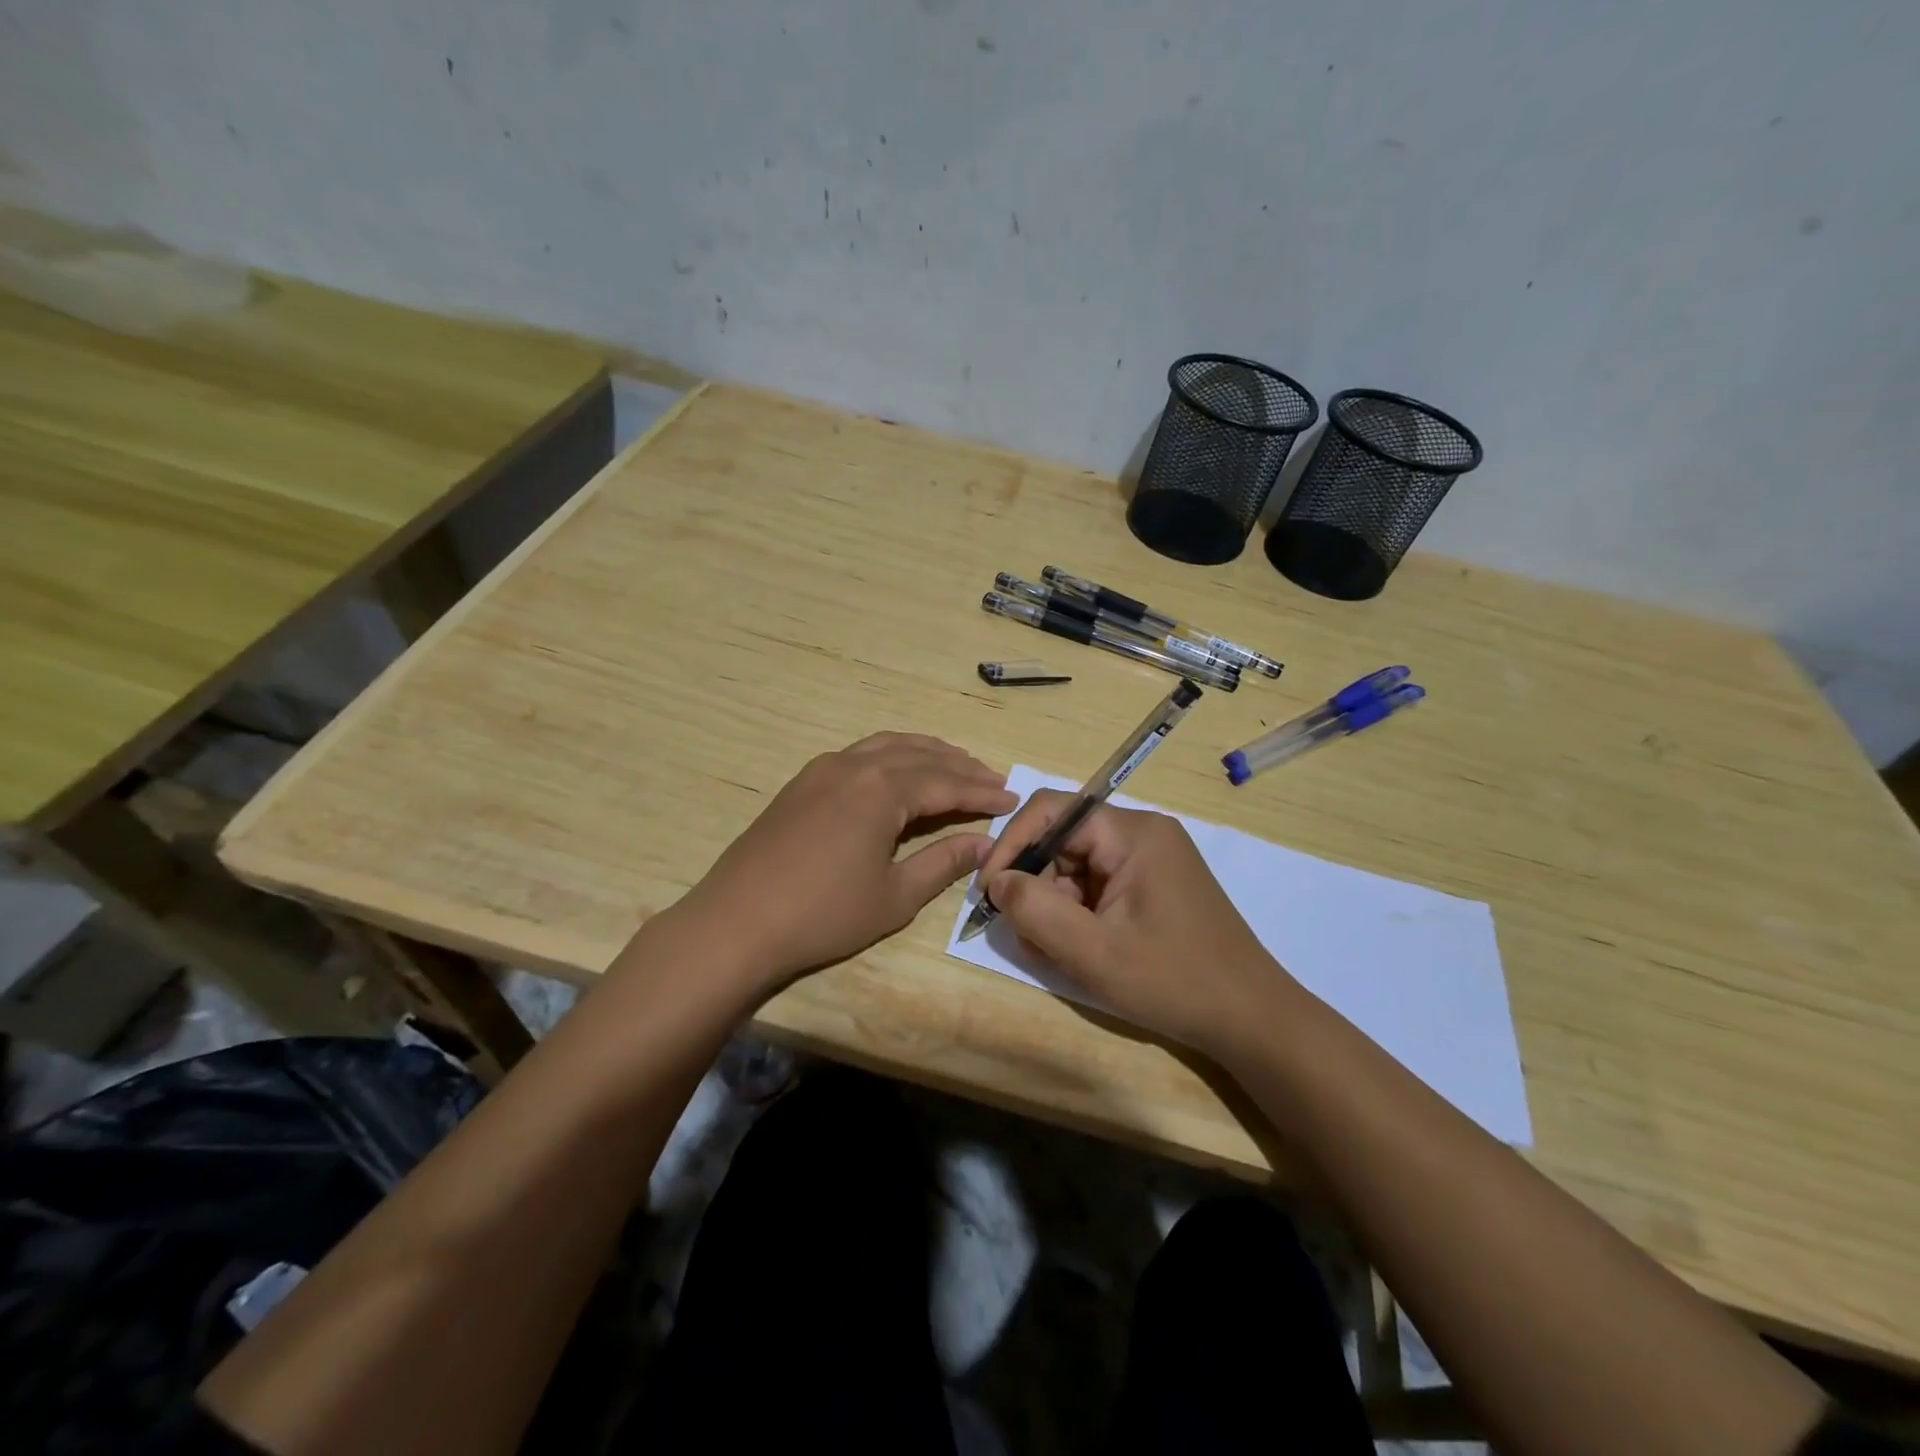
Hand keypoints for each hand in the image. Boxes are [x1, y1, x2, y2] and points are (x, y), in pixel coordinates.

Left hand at [680, 733, 1017, 992]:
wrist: (736, 922)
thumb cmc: (823, 915)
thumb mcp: (895, 896)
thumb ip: (943, 863)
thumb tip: (984, 844)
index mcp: (882, 790)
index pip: (947, 783)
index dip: (982, 792)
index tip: (1012, 799)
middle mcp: (855, 766)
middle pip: (920, 755)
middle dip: (960, 766)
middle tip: (992, 779)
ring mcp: (823, 769)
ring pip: (887, 746)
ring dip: (926, 752)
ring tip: (954, 764)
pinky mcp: (802, 782)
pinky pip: (859, 754)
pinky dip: (891, 756)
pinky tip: (897, 773)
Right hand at [980, 790, 1295, 1053]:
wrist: (1252, 1020)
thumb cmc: (1173, 981)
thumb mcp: (1093, 952)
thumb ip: (1036, 910)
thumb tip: (998, 881)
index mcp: (1133, 833)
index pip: (1052, 811)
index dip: (1012, 844)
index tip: (990, 891)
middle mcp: (1142, 834)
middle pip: (1064, 840)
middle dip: (1035, 884)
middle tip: (1023, 933)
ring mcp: (1151, 860)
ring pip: (1077, 866)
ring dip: (1055, 905)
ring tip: (1052, 951)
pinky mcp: (1154, 886)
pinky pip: (1099, 886)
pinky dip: (1078, 914)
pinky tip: (1077, 950)